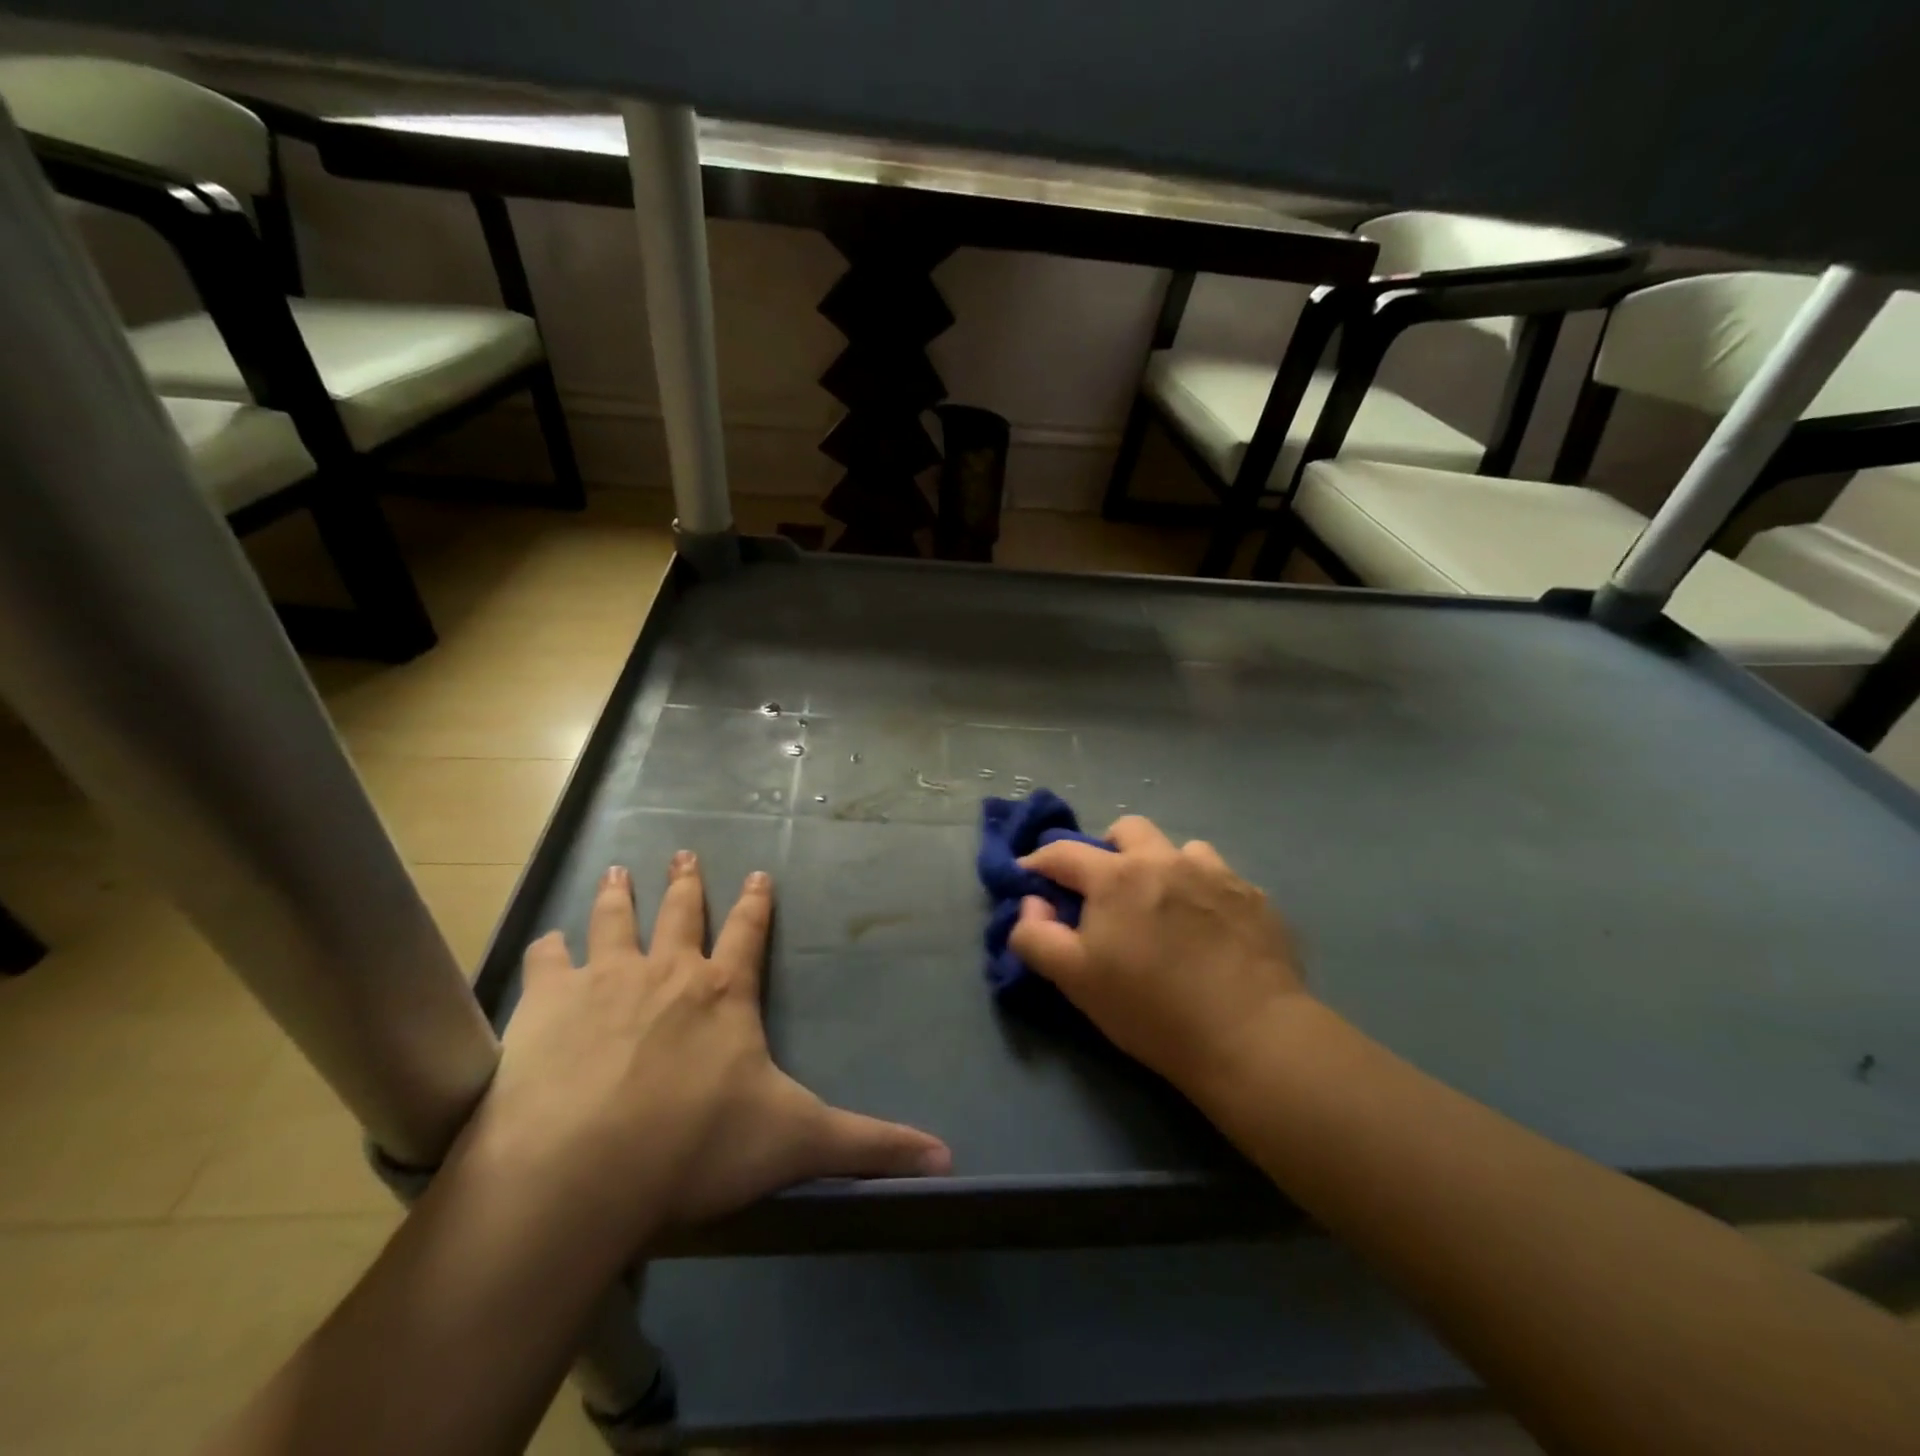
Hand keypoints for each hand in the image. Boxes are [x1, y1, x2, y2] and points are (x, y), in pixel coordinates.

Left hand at [449, 854, 950, 1255]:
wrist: (584, 1173)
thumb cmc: (698, 1149)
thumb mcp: (799, 1143)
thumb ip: (871, 1146)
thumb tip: (948, 1159)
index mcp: (724, 994)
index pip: (749, 933)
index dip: (757, 904)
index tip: (759, 874)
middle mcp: (667, 972)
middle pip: (681, 912)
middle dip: (687, 882)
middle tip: (685, 852)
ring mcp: (604, 981)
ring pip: (615, 921)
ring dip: (618, 896)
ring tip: (618, 870)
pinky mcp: (547, 1005)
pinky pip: (548, 962)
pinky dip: (549, 950)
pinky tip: (546, 942)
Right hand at [1009, 817, 1308, 1099]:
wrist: (1251, 1037)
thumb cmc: (1151, 1009)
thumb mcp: (1075, 980)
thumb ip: (1036, 935)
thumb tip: (1033, 902)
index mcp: (1117, 876)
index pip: (1063, 852)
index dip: (1038, 862)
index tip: (1030, 879)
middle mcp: (1166, 860)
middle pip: (1127, 829)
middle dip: (1107, 850)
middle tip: (1107, 892)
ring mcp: (1216, 873)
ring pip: (1179, 850)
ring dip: (1163, 867)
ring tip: (1166, 909)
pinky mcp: (1254, 896)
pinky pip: (1219, 877)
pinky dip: (1203, 892)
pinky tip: (1209, 929)